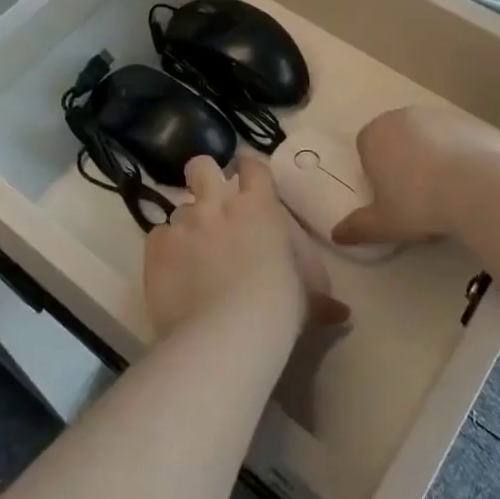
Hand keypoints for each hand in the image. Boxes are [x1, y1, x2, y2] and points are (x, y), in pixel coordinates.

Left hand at [145, 156, 350, 340]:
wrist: (227, 332)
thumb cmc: (279, 306)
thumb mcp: (307, 298)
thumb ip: (319, 297)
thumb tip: (342, 314)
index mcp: (259, 207)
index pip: (253, 166)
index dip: (249, 168)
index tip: (247, 177)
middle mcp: (218, 205)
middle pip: (201, 166)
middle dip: (202, 176)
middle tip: (208, 198)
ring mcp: (184, 223)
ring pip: (178, 206)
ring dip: (186, 224)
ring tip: (191, 252)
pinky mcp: (157, 247)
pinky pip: (157, 237)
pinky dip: (164, 250)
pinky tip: (172, 272)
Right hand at [334, 105, 499, 249]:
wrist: (477, 188)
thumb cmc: (418, 204)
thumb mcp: (383, 224)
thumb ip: (357, 227)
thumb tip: (336, 234)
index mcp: (375, 135)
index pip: (366, 147)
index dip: (376, 171)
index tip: (390, 196)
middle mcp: (404, 116)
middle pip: (398, 138)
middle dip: (404, 160)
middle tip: (418, 196)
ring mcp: (440, 115)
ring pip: (430, 137)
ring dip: (434, 156)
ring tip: (448, 192)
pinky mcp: (471, 122)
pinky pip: (459, 140)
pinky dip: (462, 156)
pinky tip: (472, 183)